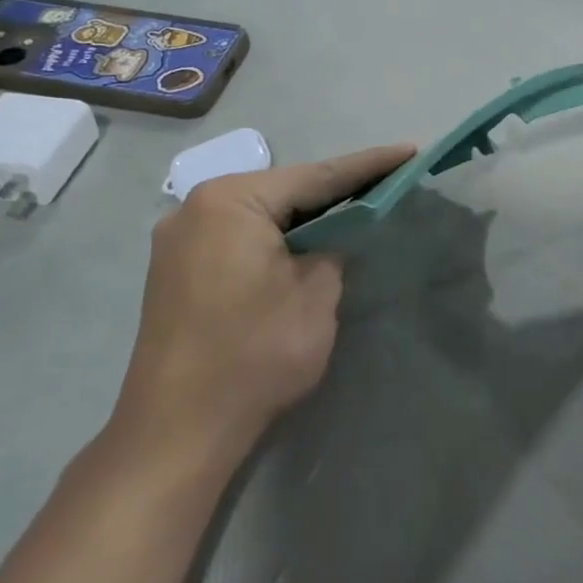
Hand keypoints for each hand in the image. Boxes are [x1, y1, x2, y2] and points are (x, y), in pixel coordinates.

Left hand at [109, 144, 416, 472]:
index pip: (315, 176)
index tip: (408, 151)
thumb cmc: (253, 354)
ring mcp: (177, 240)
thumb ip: (332, 251)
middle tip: (384, 184)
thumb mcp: (316, 296)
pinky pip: (236, 239)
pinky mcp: (174, 271)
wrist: (176, 431)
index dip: (368, 166)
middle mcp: (195, 207)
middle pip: (282, 191)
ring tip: (349, 215)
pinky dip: (272, 240)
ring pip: (258, 215)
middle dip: (333, 193)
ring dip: (301, 219)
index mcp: (230, 201)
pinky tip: (298, 250)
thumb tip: (327, 243)